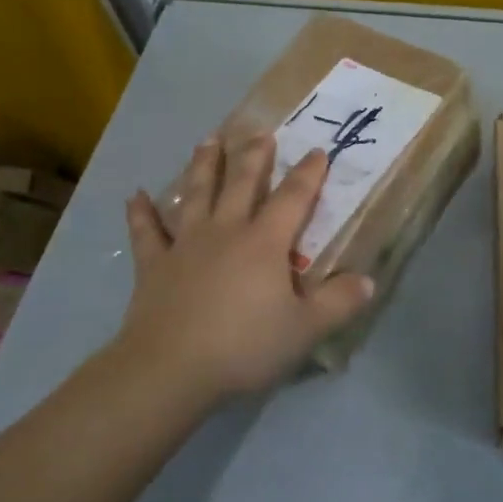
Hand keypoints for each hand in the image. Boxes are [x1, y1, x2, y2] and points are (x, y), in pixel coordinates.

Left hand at [115, 134, 374, 405]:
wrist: (169, 369)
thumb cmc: (243, 347)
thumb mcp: (305, 330)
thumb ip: (338, 304)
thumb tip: (368, 281)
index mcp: (264, 243)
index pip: (293, 198)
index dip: (308, 174)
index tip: (318, 151)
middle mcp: (226, 231)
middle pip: (241, 184)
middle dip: (254, 156)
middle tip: (260, 132)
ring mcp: (186, 245)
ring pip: (197, 195)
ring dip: (203, 166)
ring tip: (208, 140)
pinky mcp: (154, 265)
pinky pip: (147, 233)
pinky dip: (140, 213)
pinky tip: (134, 195)